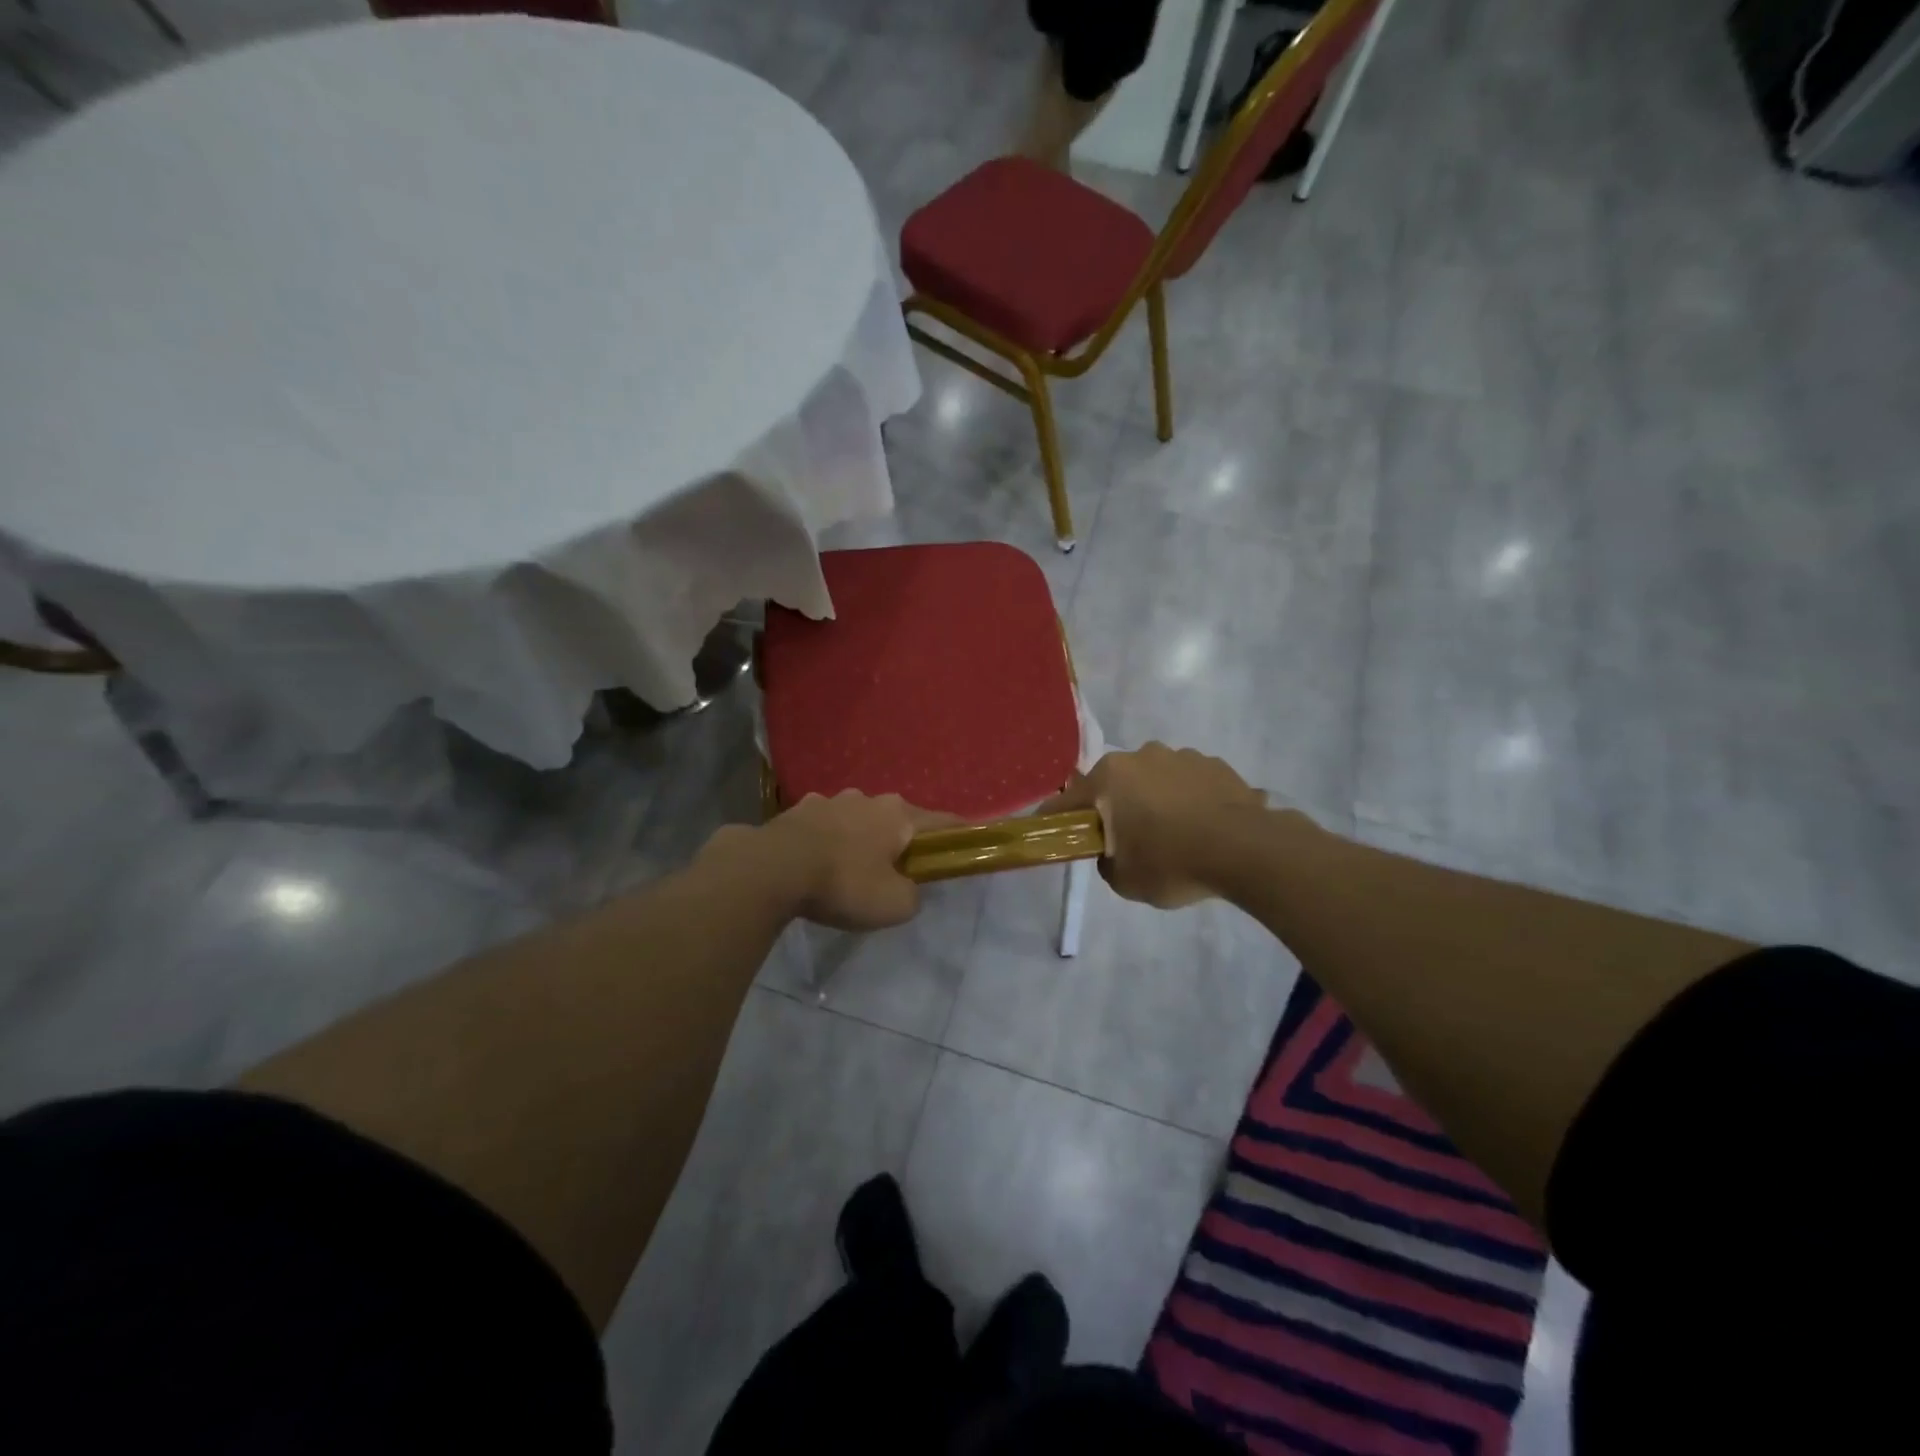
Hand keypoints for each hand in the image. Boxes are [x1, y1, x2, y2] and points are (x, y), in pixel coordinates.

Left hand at [736, 791, 938, 931]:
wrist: (772, 869)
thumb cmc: (843, 883)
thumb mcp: (894, 905)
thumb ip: (912, 895)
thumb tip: (907, 888)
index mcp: (898, 815)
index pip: (942, 821)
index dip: (958, 833)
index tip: (967, 842)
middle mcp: (868, 798)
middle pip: (896, 819)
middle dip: (899, 841)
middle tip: (895, 870)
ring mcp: (830, 799)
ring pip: (857, 819)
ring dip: (859, 838)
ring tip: (848, 868)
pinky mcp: (797, 809)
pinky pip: (824, 825)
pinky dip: (827, 840)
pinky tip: (815, 862)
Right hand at [1039, 743, 1264, 907]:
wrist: (1245, 850)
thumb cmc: (1171, 862)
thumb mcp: (1124, 880)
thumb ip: (1107, 862)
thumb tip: (1114, 851)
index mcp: (1110, 778)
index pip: (1068, 801)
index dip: (1055, 820)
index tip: (1050, 832)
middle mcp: (1141, 756)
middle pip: (1115, 785)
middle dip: (1115, 807)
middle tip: (1127, 840)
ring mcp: (1182, 756)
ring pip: (1155, 780)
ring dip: (1156, 801)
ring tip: (1175, 835)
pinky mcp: (1216, 765)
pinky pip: (1190, 784)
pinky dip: (1189, 801)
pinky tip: (1203, 829)